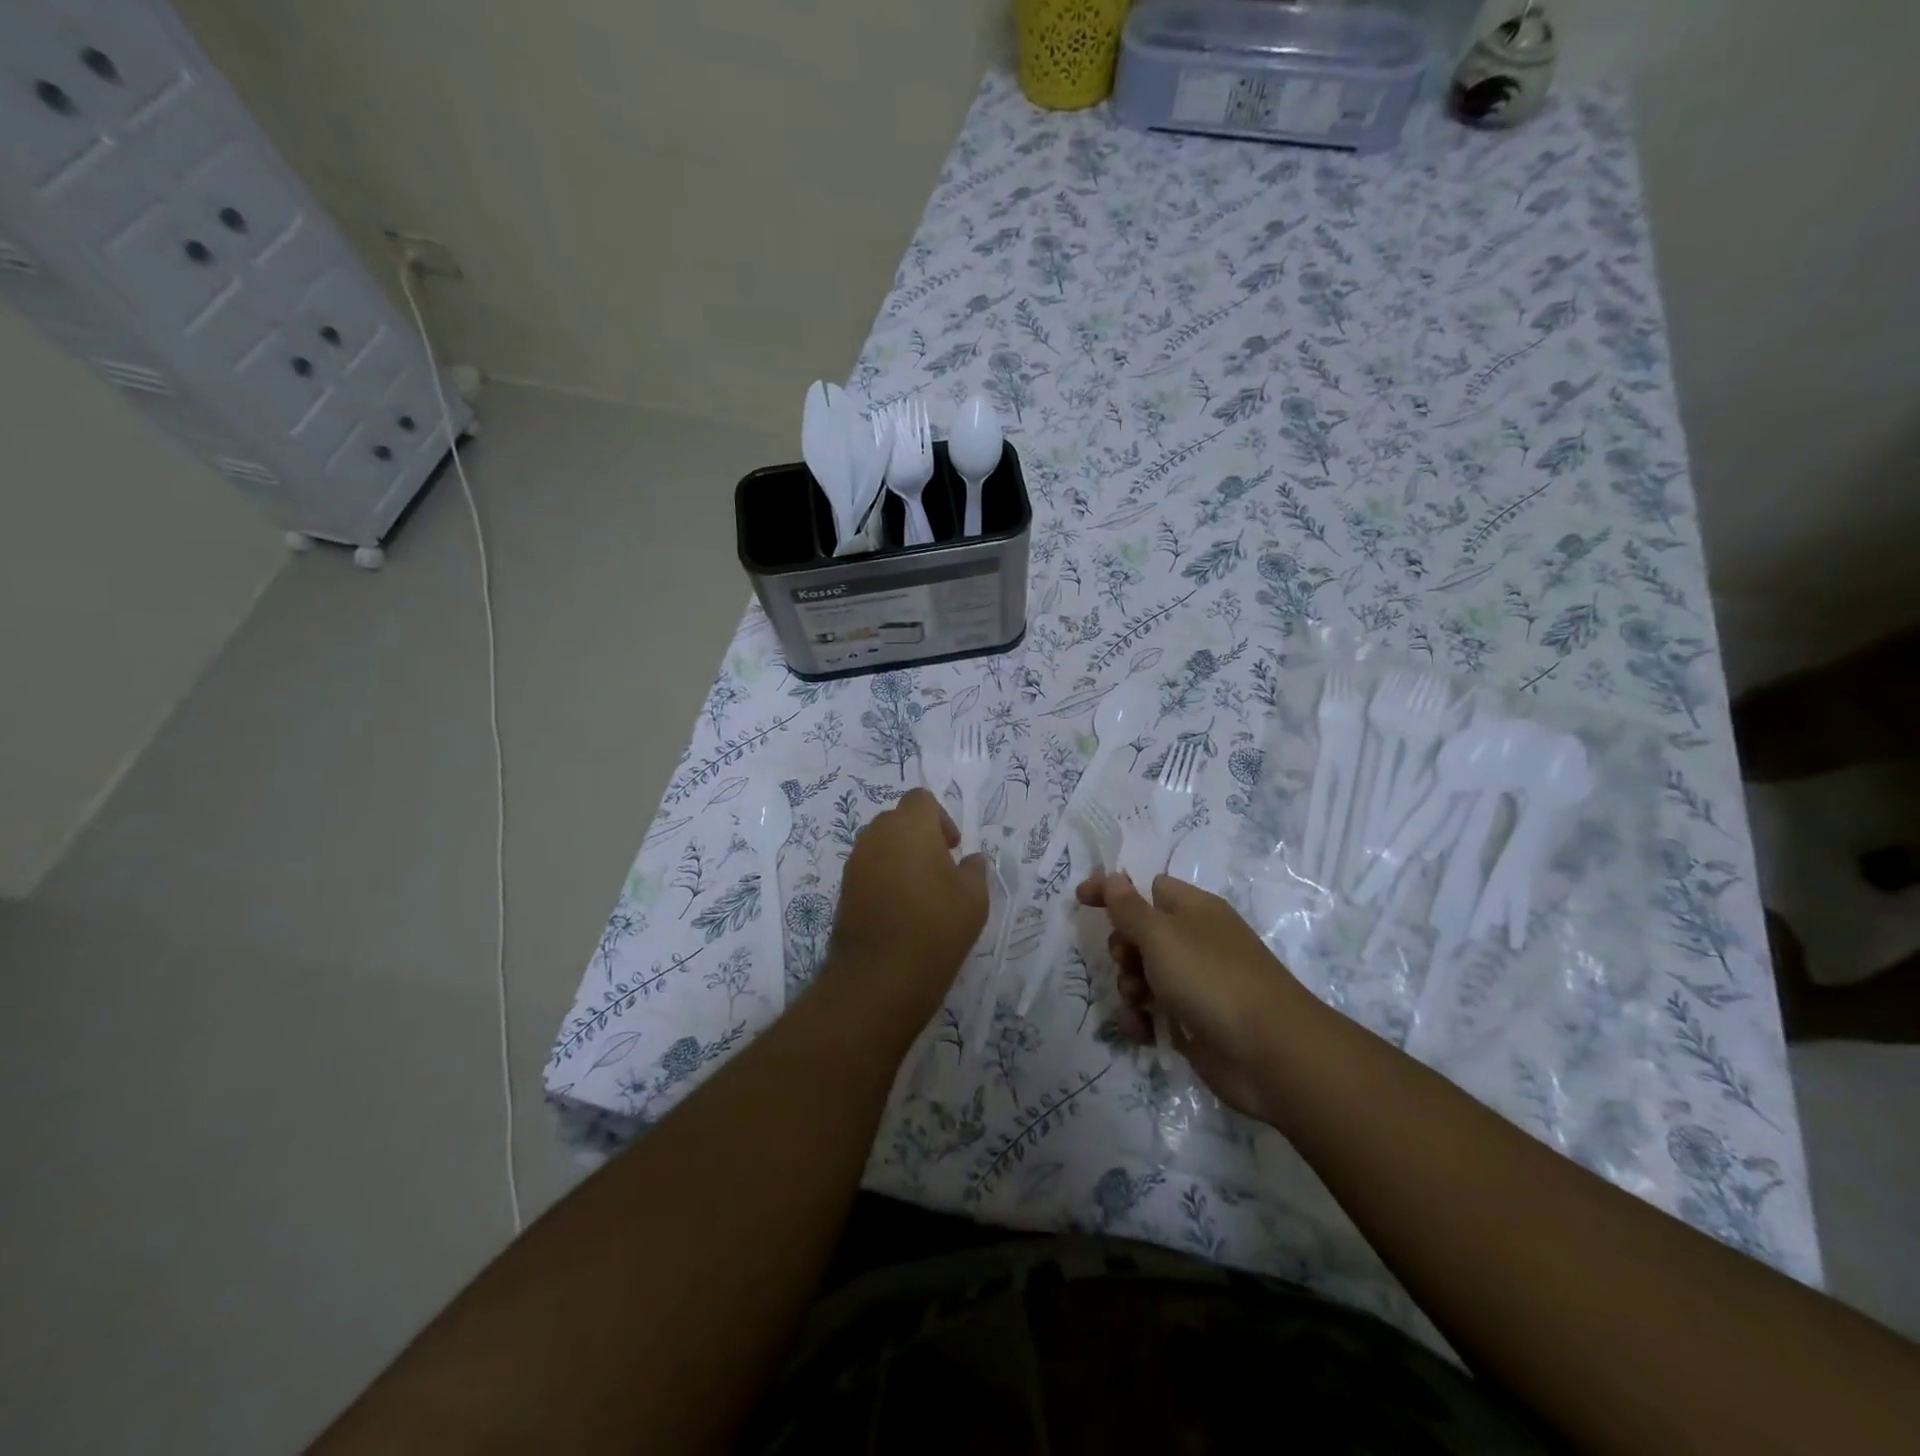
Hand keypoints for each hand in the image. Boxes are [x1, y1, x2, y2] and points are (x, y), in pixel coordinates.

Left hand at [828, 788, 988, 1026]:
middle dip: (918, 836)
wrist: (882, 974)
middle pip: (898, 819)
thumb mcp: (974, 898)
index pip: (920, 800)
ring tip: (919, 892)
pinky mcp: (843, 888)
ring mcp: (856, 862)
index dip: (940, 818)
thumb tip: (971, 860)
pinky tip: (899, 909)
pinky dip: (883, 877)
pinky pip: (868, 868)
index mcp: (910, 826)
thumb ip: (975, 870)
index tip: (952, 848)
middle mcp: (877, 835)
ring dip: (899, 856)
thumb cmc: (936, 926)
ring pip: (880, 844)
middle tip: (938, 869)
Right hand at [1077, 871, 1317, 1120]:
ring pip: (1145, 975)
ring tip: (1139, 1002)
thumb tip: (1114, 877)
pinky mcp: (1196, 1022)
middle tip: (1126, 962)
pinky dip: (1144, 1019)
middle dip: (1123, 949)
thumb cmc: (1211, 979)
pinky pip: (1156, 1011)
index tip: (1080, 900)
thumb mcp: (1161, 935)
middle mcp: (1196, 941)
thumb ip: (1130, 908)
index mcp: (1193, 910)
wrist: (1270, 1053)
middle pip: (1142, 934)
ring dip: (1130, 986)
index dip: (1113, 891)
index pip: (1146, 887)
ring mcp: (1197, 983)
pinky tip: (1143, 1031)